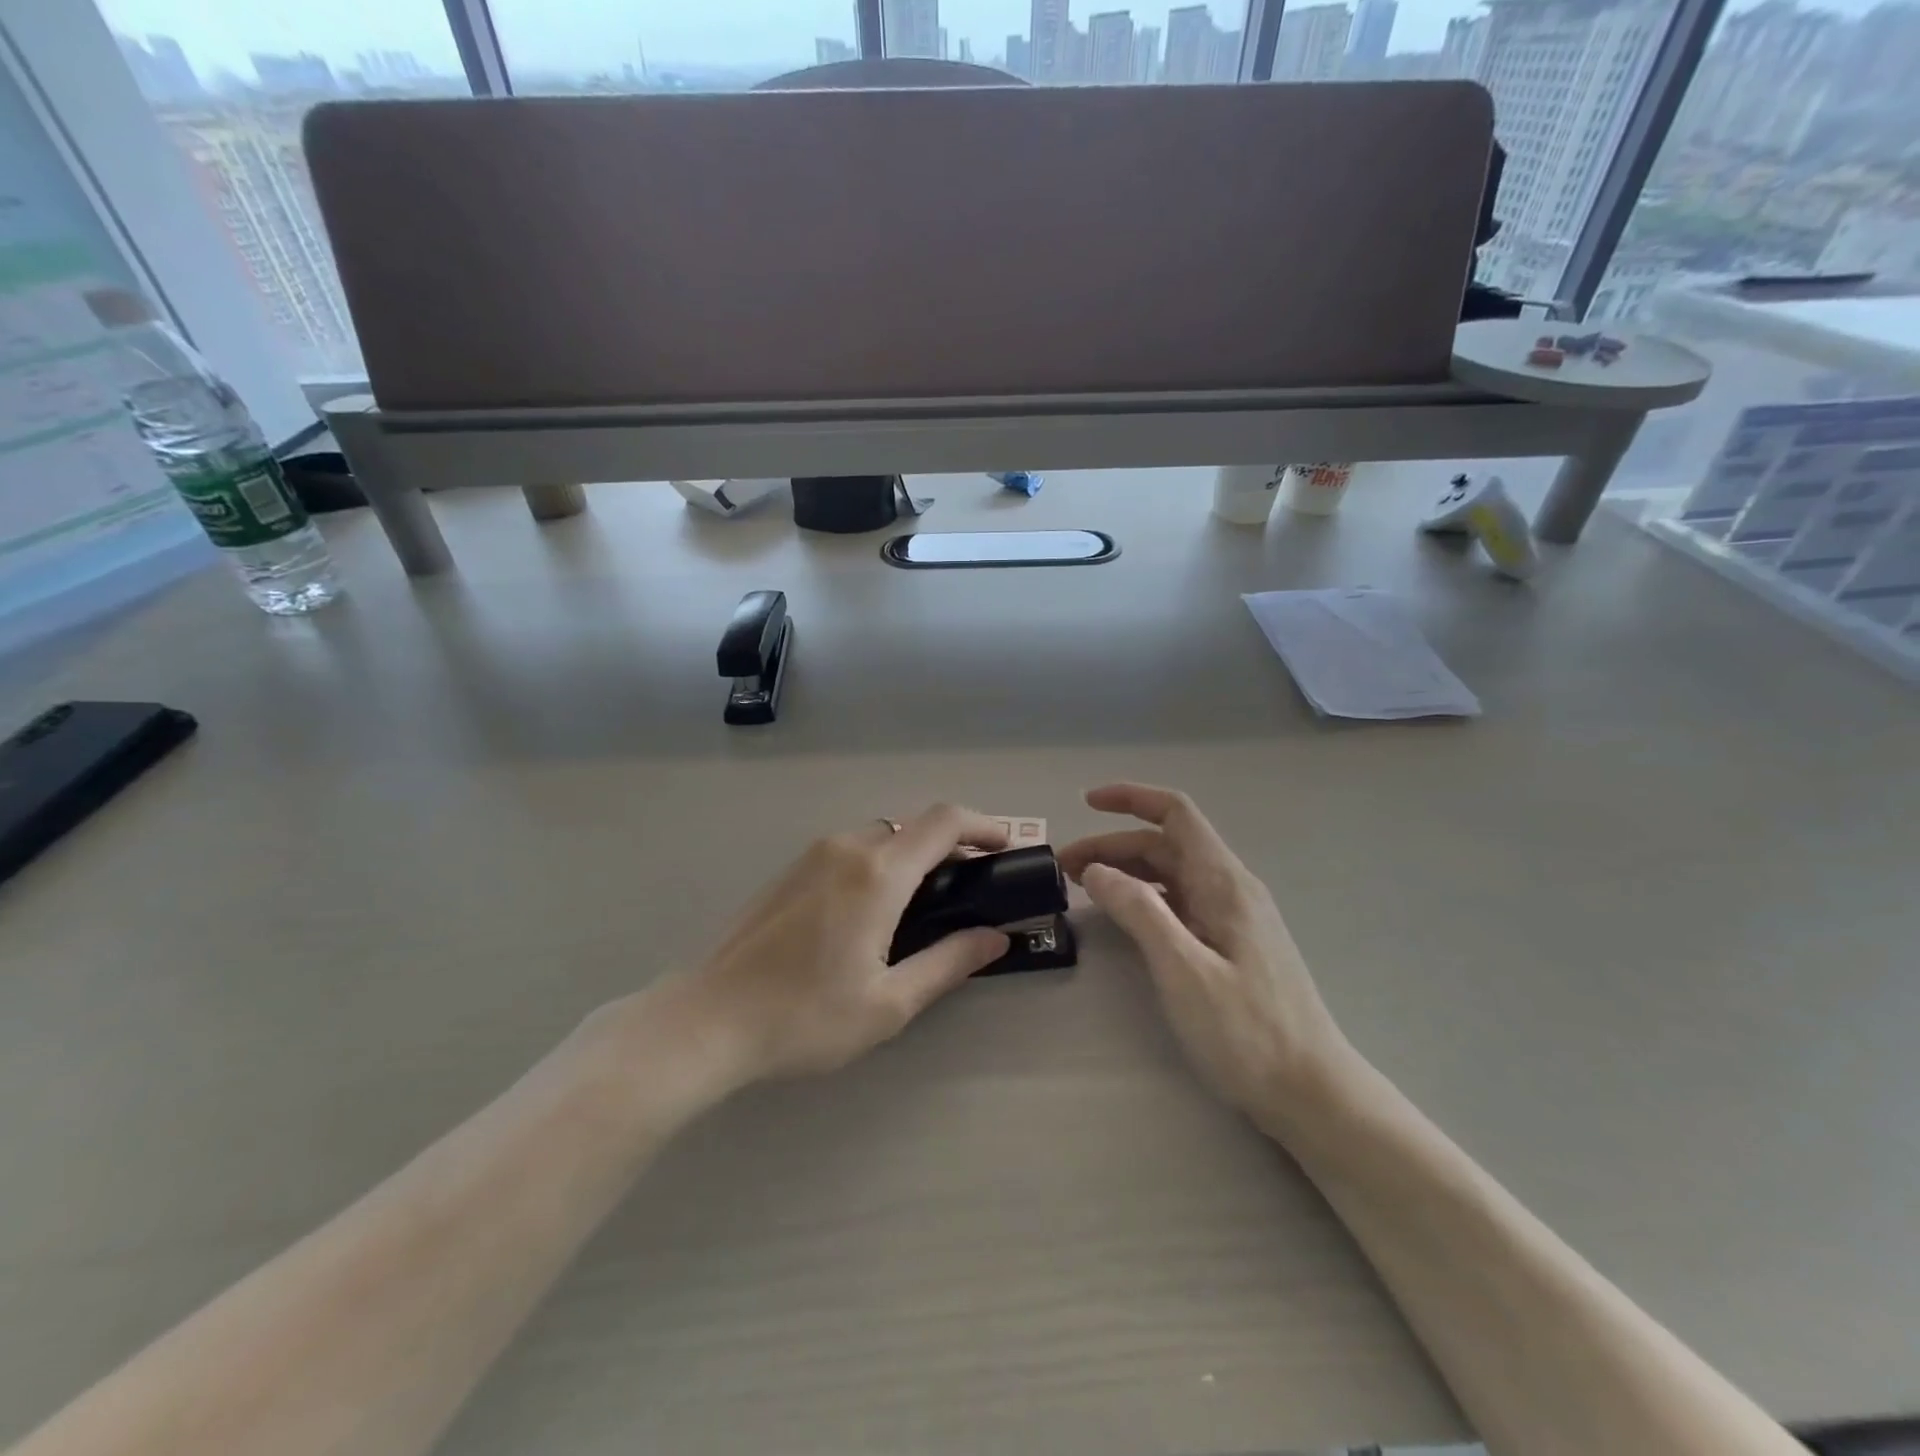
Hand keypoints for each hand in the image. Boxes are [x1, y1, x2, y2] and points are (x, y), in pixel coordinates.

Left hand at [686, 806, 1011, 1083]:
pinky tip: (872, 911)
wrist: (709, 1019)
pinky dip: (879, 862)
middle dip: (950, 845)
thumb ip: (949, 962)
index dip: (984, 825)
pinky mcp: (790, 870)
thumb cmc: (805, 1017)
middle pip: (913, 826)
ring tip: (924, 903)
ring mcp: (812, 855)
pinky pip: (849, 850)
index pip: (945, 821)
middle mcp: (847, 848)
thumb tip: (995, 937)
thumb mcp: (889, 1003)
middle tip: (970, 886)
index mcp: (878, 873)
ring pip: (879, 836)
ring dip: (911, 855)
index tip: (1006, 847)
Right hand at [1057, 784, 1354, 1127]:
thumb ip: (1140, 912)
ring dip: (1126, 871)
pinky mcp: (1231, 944)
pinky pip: (1180, 903)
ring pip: (1171, 874)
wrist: (1312, 1093)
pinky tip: (1123, 916)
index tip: (1086, 802)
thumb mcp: (1184, 970)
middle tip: (1064, 868)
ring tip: (1082, 887)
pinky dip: (1144, 898)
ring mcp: (1232, 917)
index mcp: (1223, 882)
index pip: (1176, 814)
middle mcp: (1230, 888)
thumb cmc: (1248, 1032)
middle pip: (1165, 845)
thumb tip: (1097, 871)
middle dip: (1113, 845)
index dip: (1131, 798)